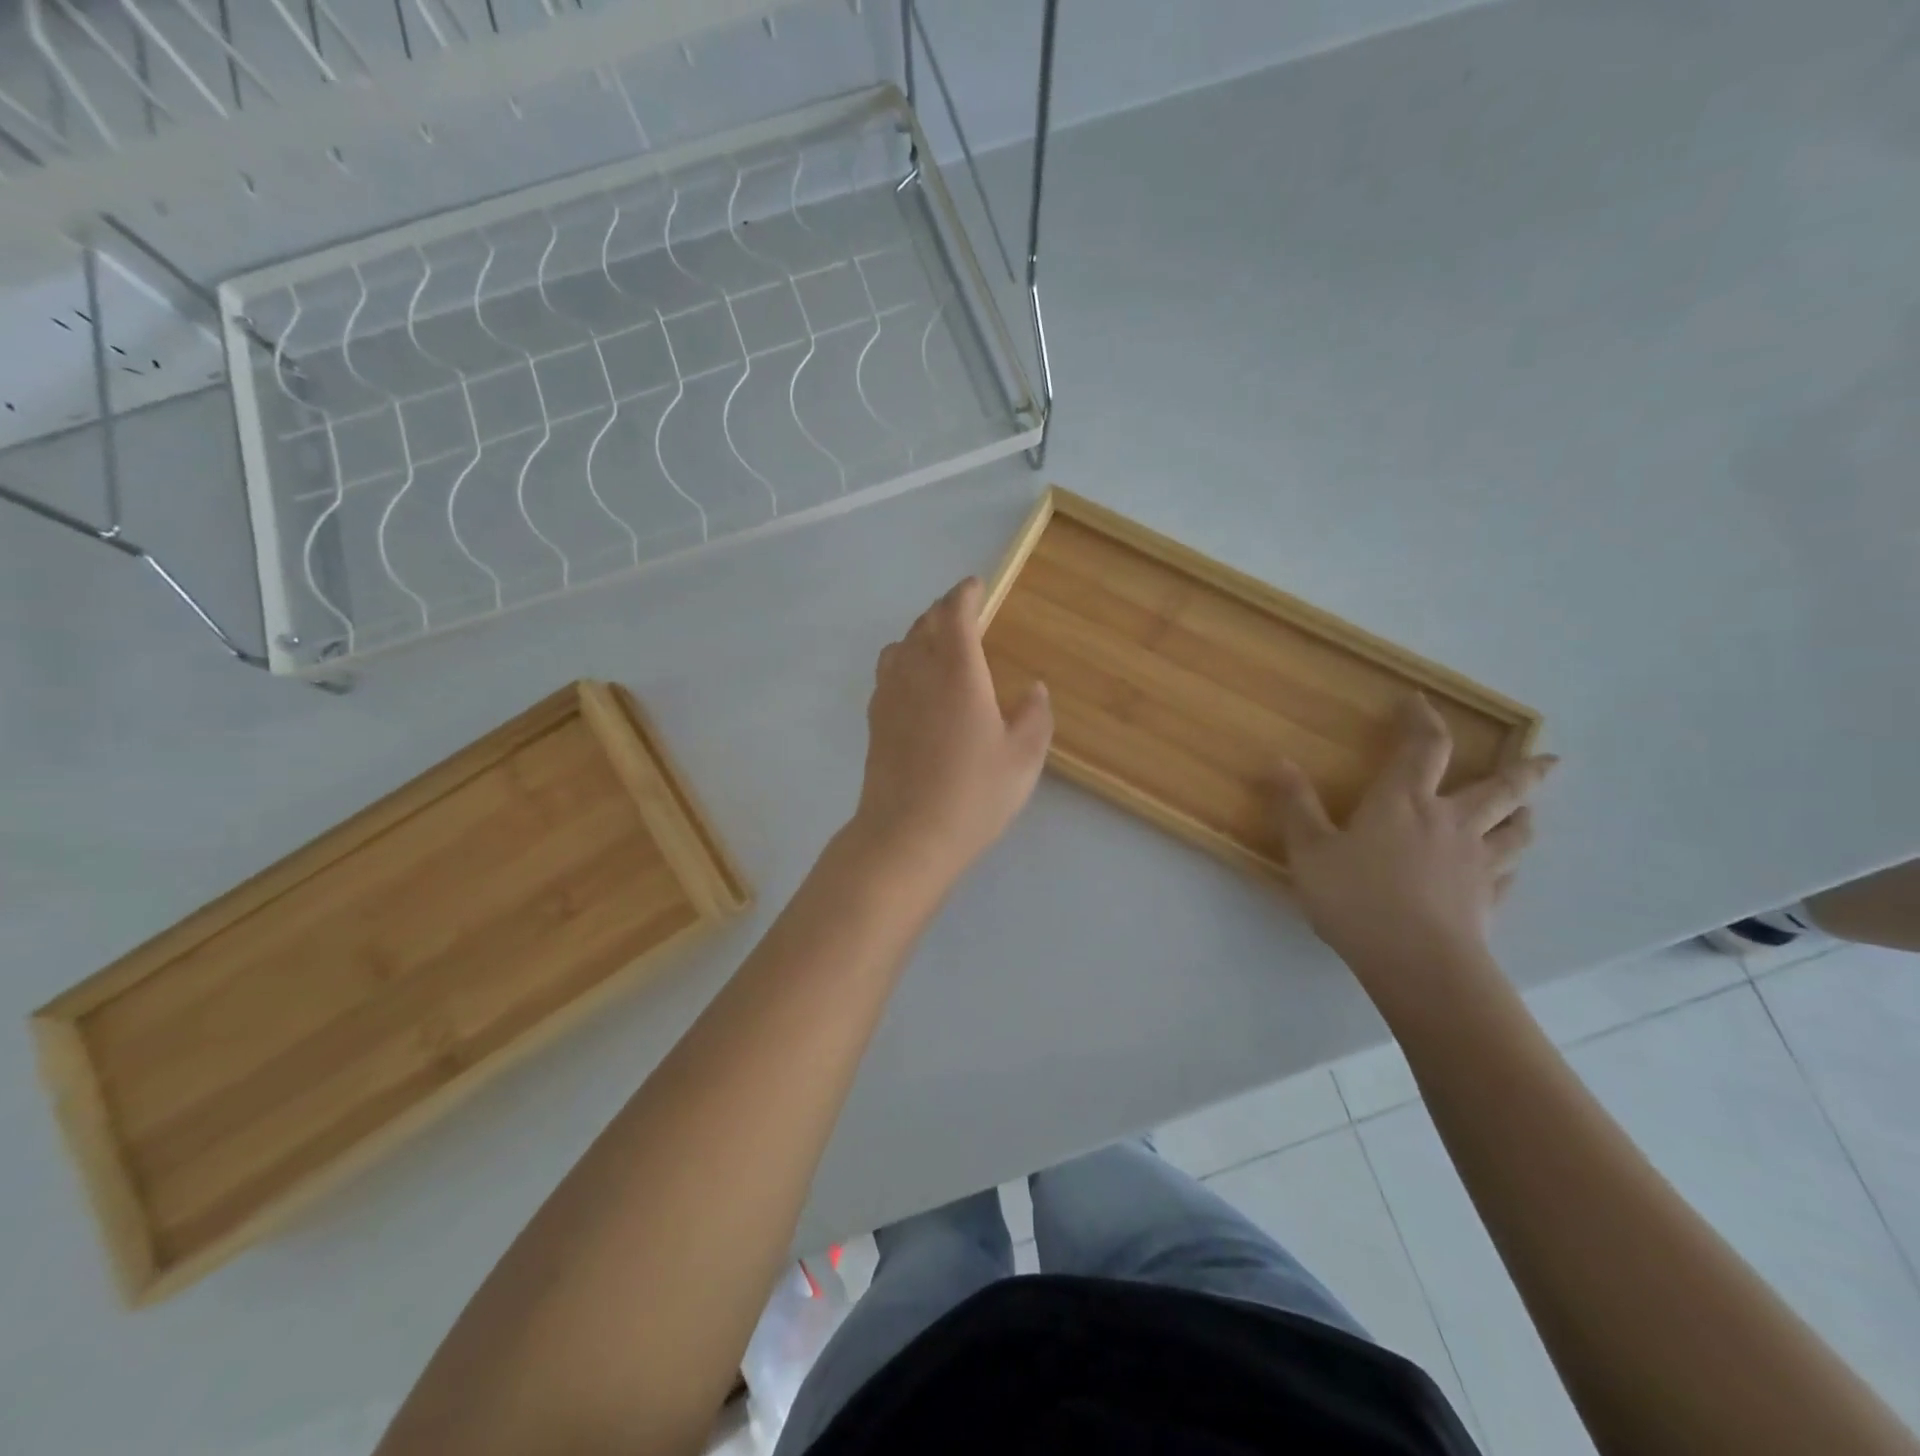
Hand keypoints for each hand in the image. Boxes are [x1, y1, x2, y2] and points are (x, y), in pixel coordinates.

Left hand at [849, 578, 1053, 886]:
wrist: (906, 836)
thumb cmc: (972, 795)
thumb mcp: (1023, 758)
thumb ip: (1034, 716)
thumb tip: (1034, 689)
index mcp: (956, 671)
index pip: (954, 614)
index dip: (965, 595)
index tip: (976, 586)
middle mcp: (917, 672)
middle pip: (923, 624)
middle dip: (944, 611)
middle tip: (964, 613)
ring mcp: (889, 696)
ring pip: (900, 646)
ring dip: (920, 634)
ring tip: (940, 645)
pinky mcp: (875, 721)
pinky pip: (888, 673)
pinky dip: (904, 662)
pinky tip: (917, 684)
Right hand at [1272, 694, 1556, 994]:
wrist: (1417, 963)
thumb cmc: (1356, 899)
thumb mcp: (1309, 850)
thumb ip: (1295, 805)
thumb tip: (1279, 760)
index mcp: (1404, 802)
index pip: (1424, 747)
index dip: (1423, 720)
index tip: (1419, 700)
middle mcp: (1450, 823)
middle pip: (1499, 788)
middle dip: (1523, 770)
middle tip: (1549, 758)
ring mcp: (1476, 864)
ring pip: (1516, 832)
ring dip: (1525, 816)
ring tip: (1530, 811)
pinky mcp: (1487, 901)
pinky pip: (1507, 877)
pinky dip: (1509, 868)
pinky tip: (1505, 873)